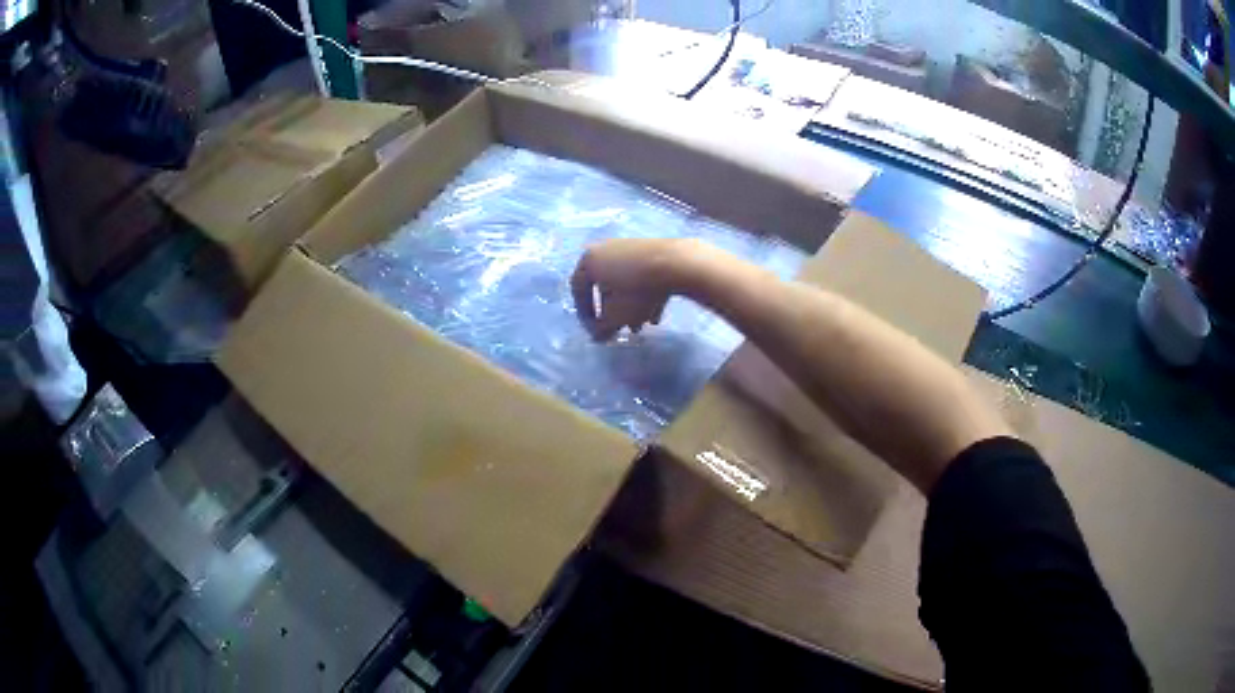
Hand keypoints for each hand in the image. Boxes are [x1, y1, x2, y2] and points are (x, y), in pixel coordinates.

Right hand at [570, 238, 692, 340]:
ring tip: (642, 326)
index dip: (585, 314)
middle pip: (605, 286)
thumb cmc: (636, 291)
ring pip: (625, 282)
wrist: (676, 264)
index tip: (596, 330)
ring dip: (631, 307)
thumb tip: (597, 336)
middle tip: (622, 329)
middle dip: (613, 312)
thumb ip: (601, 328)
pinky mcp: (651, 249)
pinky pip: (641, 275)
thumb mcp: (615, 316)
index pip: (578, 289)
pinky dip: (645, 294)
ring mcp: (630, 247)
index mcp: (590, 260)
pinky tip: (656, 314)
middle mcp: (605, 249)